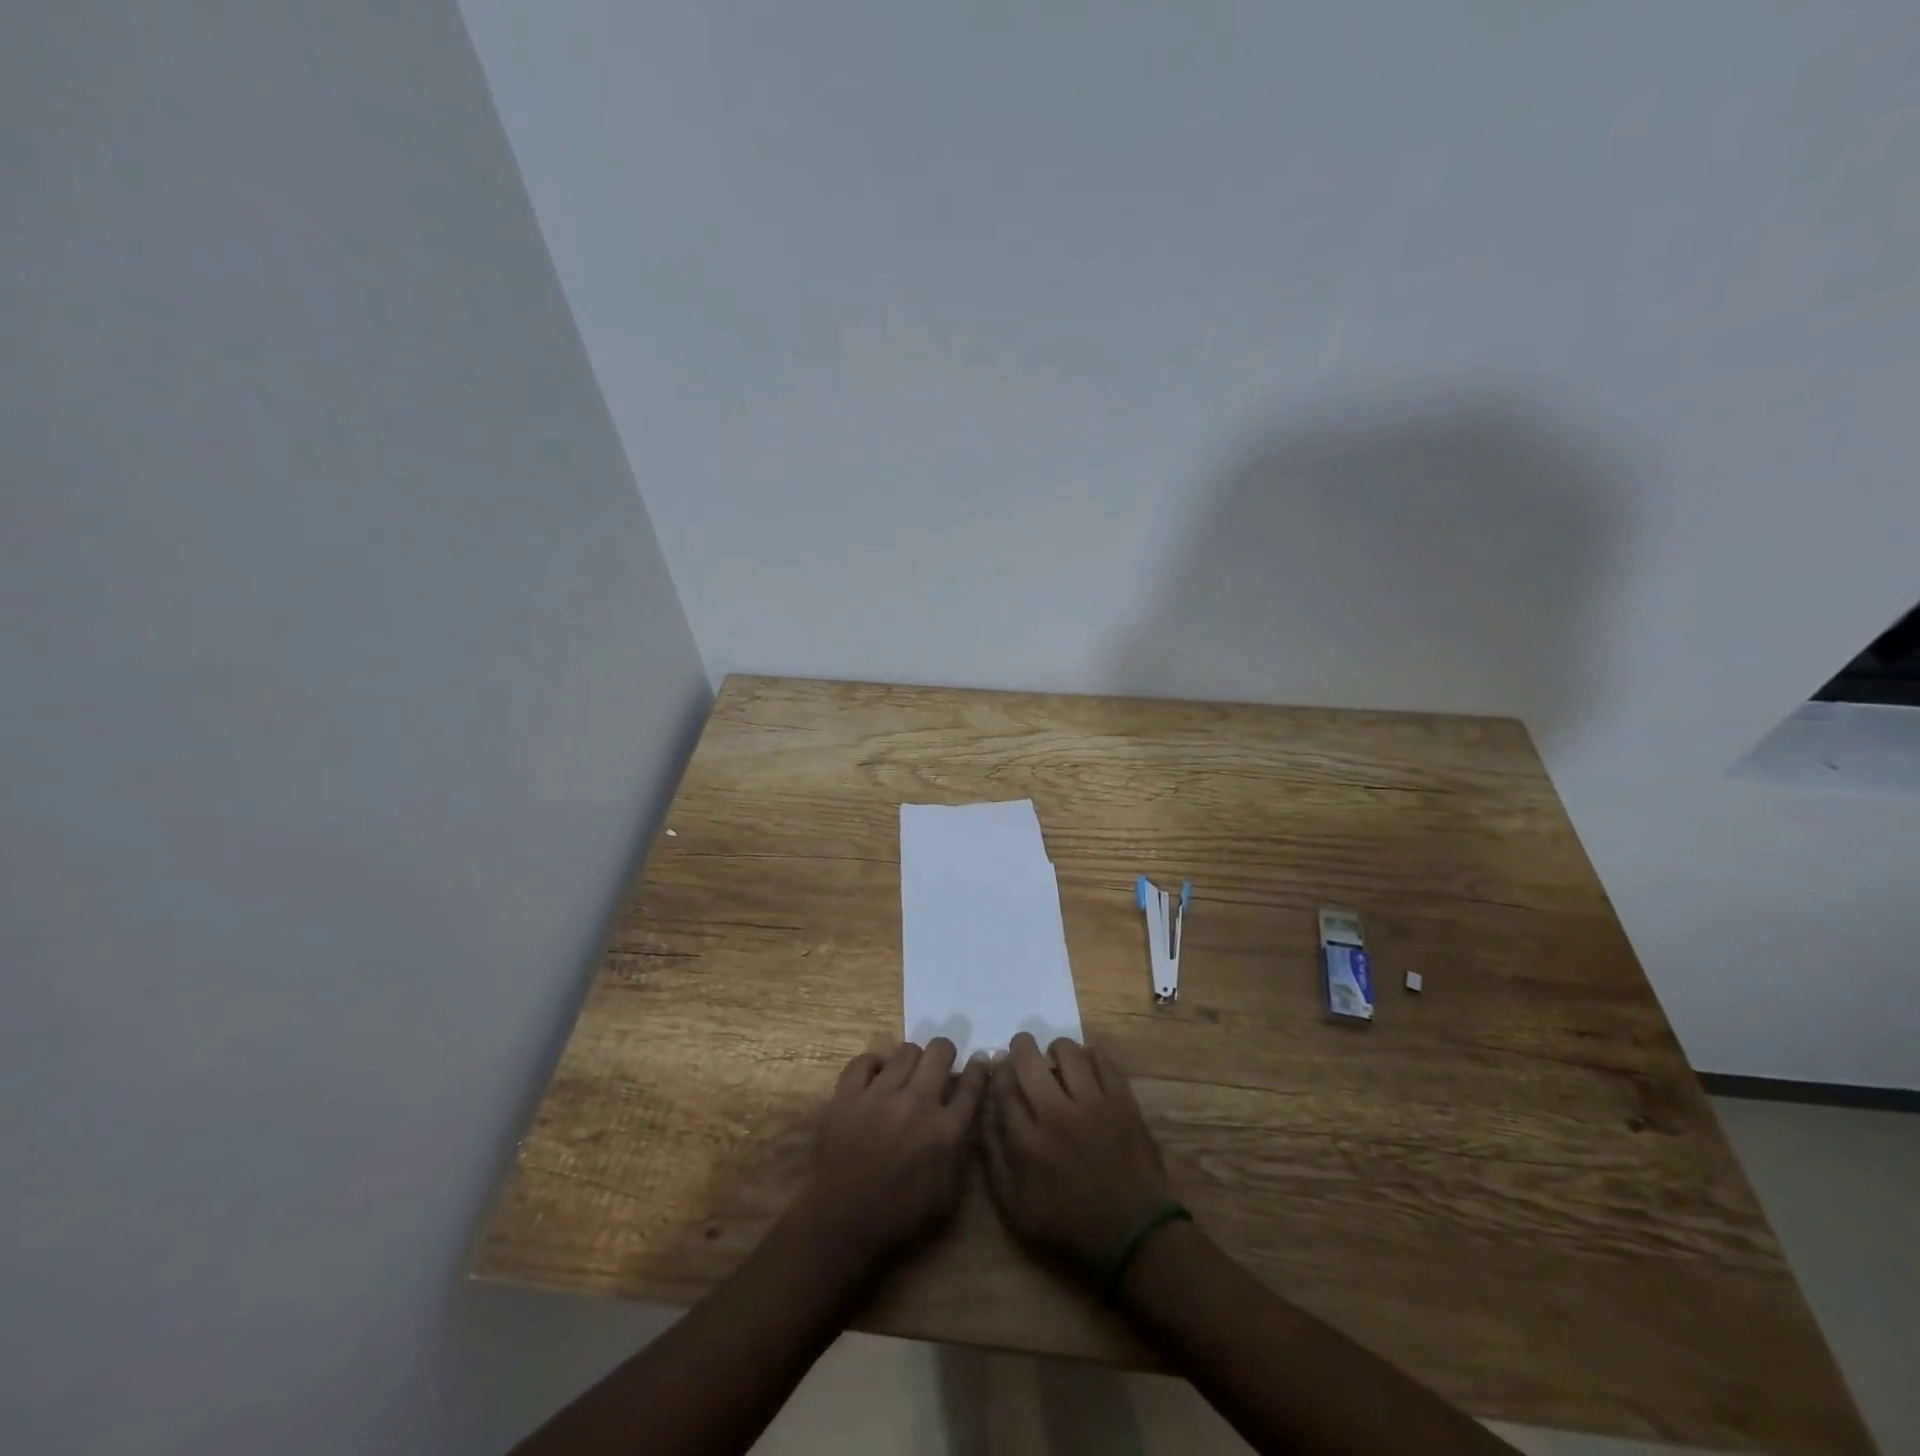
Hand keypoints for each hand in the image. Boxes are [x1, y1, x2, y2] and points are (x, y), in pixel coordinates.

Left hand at [787, 1039, 988, 1278]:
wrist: (842, 1225)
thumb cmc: (899, 1218)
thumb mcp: (948, 1195)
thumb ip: (961, 1151)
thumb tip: (966, 1118)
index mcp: (946, 1130)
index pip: (972, 1085)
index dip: (978, 1068)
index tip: (979, 1060)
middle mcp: (918, 1102)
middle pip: (940, 1052)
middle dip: (945, 1053)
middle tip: (939, 1064)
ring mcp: (880, 1094)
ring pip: (905, 1051)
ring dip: (911, 1059)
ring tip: (906, 1072)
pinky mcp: (848, 1094)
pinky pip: (864, 1060)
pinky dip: (872, 1064)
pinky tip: (874, 1077)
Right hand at [980, 1033, 1176, 1272]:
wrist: (1134, 1236)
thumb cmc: (1070, 1226)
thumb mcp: (1017, 1210)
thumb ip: (994, 1162)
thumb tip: (983, 1118)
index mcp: (1027, 1141)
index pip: (1003, 1087)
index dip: (998, 1069)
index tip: (998, 1062)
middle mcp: (1056, 1113)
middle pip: (1029, 1060)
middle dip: (1020, 1047)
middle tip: (1022, 1048)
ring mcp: (1093, 1104)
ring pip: (1068, 1052)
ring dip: (1057, 1049)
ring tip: (1056, 1057)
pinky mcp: (1122, 1102)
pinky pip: (1104, 1062)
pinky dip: (1092, 1056)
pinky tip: (1087, 1064)